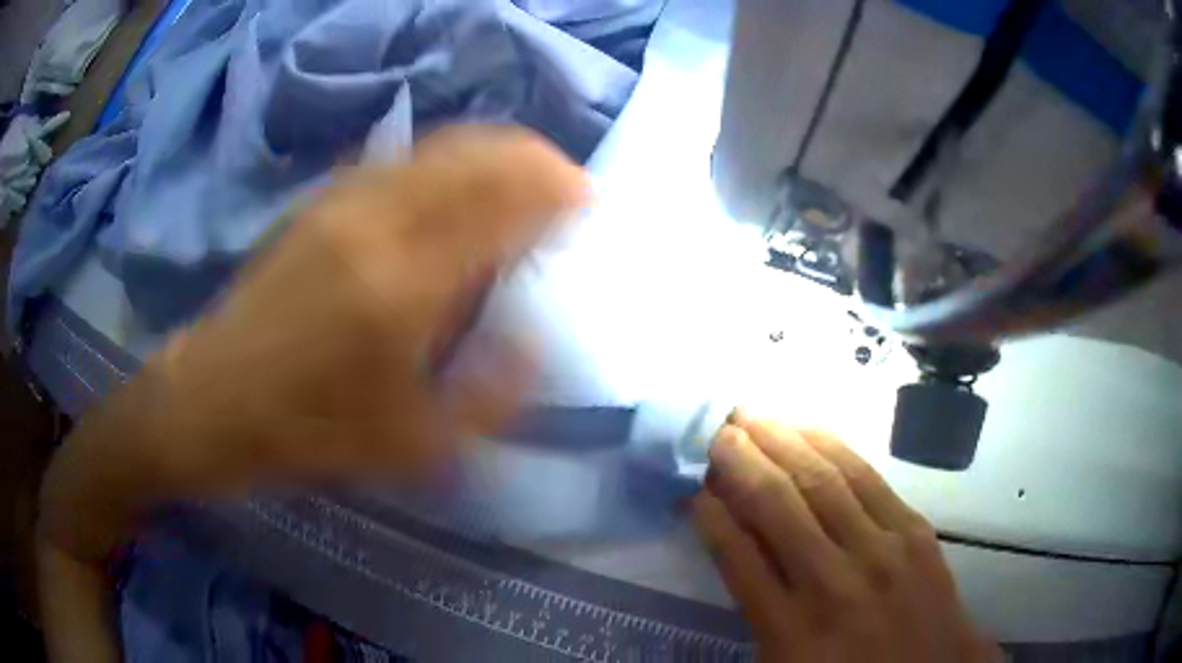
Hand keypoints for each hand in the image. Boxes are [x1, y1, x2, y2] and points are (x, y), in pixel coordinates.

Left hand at [145, 127, 586, 490]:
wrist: (210, 400)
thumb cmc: (304, 431)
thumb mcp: (407, 444)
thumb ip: (487, 396)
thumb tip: (535, 346)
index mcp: (401, 287)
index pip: (501, 205)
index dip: (554, 192)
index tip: (587, 201)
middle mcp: (375, 222)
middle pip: (475, 155)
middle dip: (533, 158)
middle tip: (565, 181)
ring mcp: (342, 203)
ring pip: (438, 146)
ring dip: (492, 151)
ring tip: (522, 176)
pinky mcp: (319, 202)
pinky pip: (400, 159)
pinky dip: (447, 159)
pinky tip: (456, 185)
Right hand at [693, 412, 999, 661]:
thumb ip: (759, 610)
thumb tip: (737, 545)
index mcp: (791, 631)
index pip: (737, 556)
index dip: (710, 514)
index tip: (693, 488)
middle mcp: (833, 583)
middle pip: (777, 504)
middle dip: (739, 460)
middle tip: (716, 430)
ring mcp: (881, 551)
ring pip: (822, 480)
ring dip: (782, 440)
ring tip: (752, 415)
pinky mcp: (915, 531)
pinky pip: (867, 477)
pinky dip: (832, 447)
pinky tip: (810, 430)